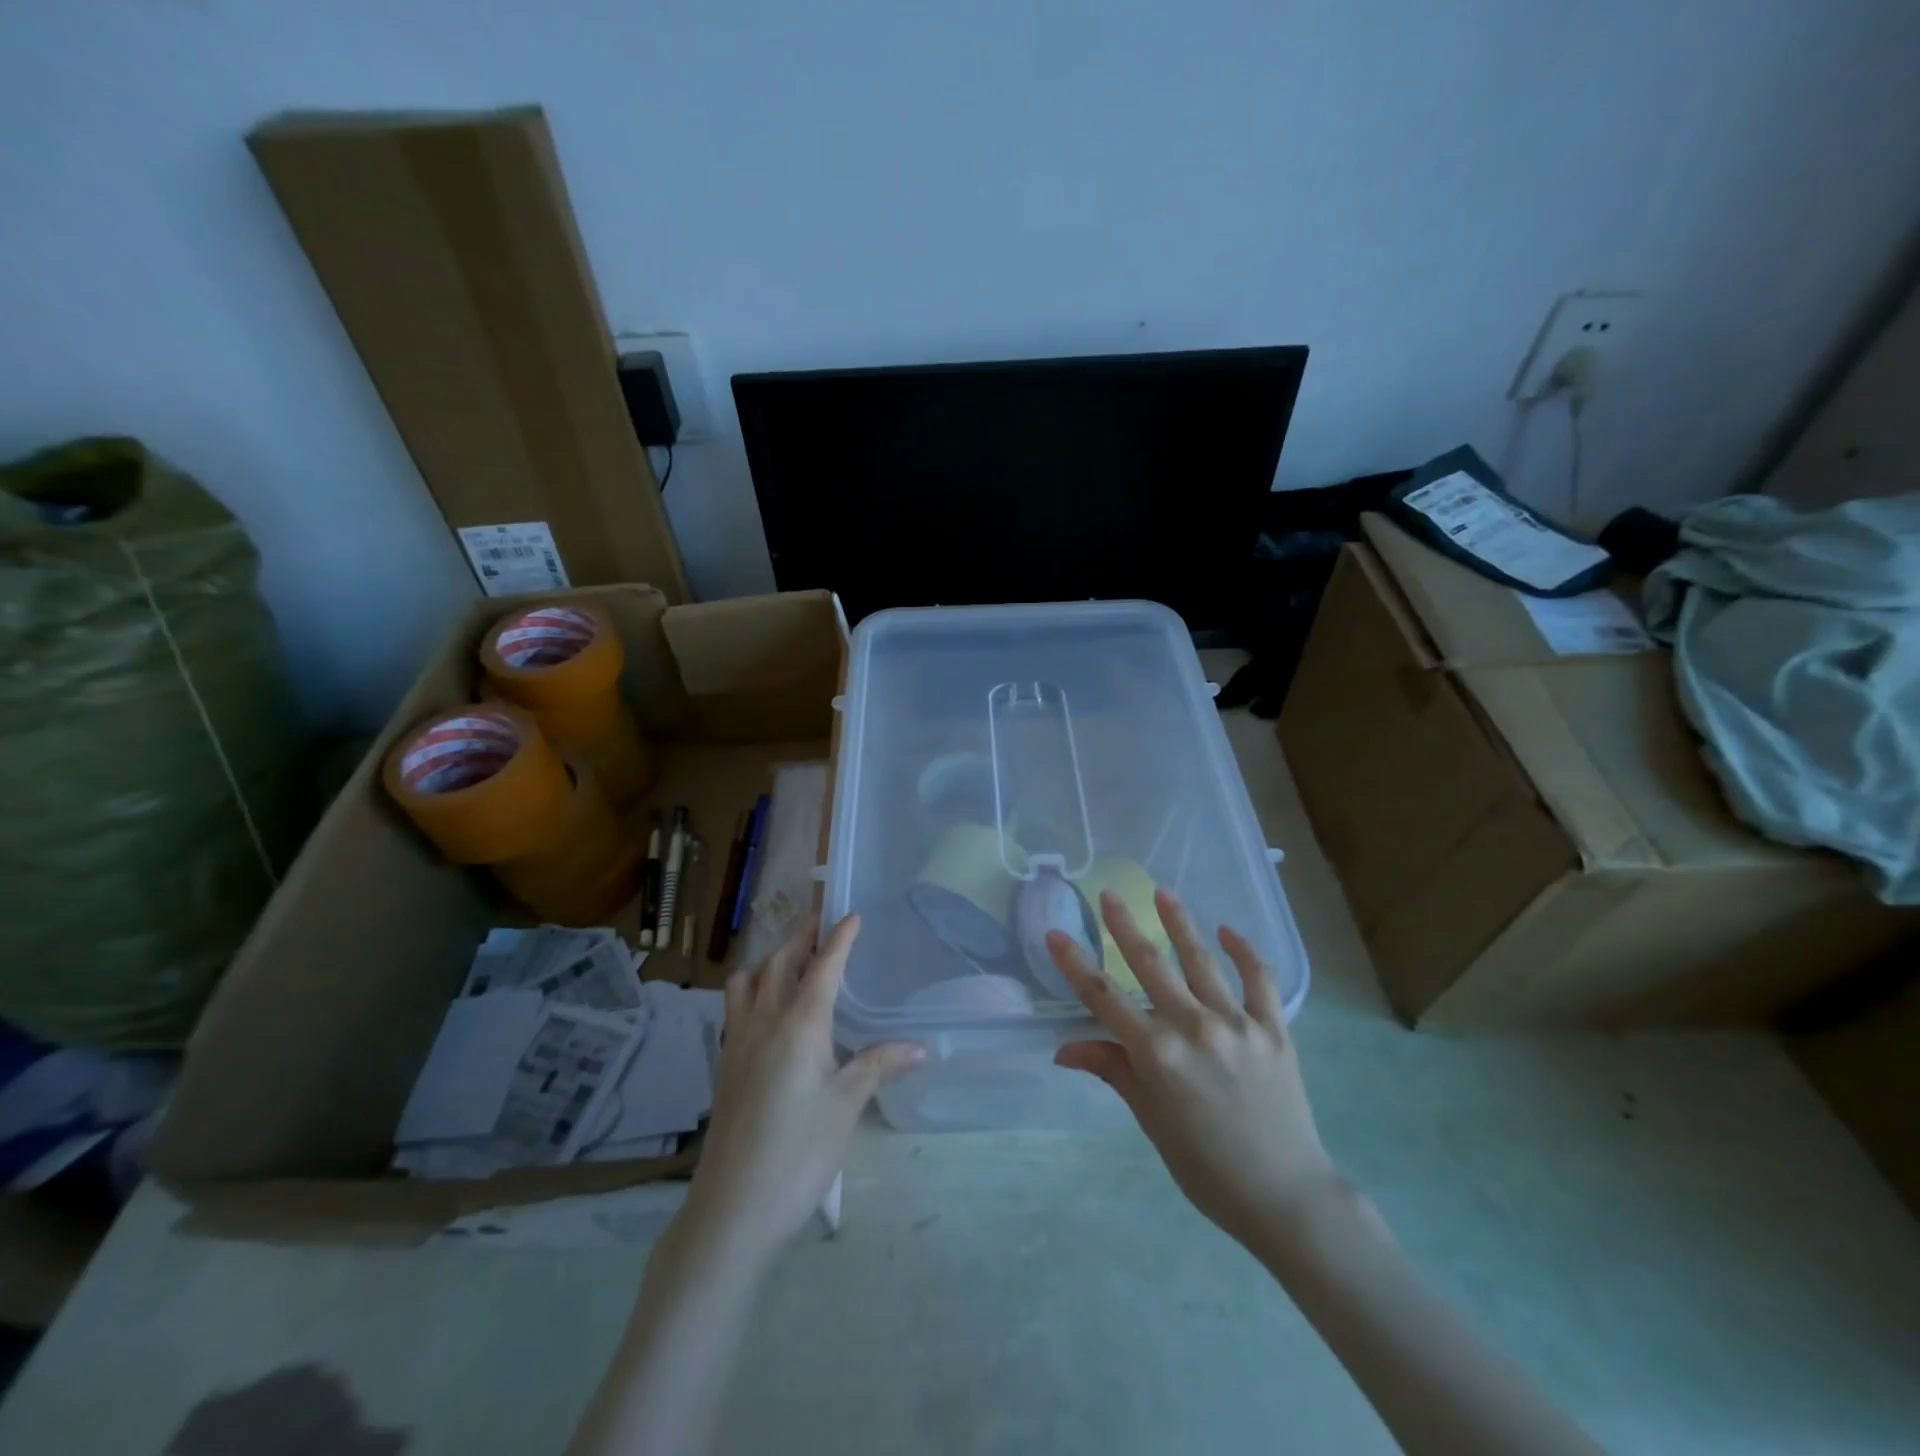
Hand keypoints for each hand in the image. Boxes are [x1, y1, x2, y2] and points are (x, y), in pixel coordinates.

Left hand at [683, 915, 922, 1262]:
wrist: (733, 1208)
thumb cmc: (799, 1151)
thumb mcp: (847, 1105)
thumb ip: (879, 1065)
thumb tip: (919, 1047)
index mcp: (800, 1023)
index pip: (823, 966)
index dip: (839, 938)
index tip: (851, 914)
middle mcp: (764, 1021)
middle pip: (780, 962)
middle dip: (802, 936)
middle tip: (822, 922)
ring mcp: (738, 1042)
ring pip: (748, 980)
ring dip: (770, 959)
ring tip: (791, 959)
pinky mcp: (725, 1065)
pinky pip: (735, 1006)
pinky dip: (752, 987)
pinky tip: (766, 1008)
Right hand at [1047, 888, 1342, 1252]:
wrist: (1285, 1196)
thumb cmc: (1205, 1167)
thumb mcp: (1150, 1120)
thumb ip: (1113, 1071)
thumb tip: (1064, 1049)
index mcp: (1156, 1054)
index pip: (1103, 997)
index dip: (1074, 963)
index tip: (1055, 934)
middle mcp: (1193, 1028)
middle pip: (1149, 965)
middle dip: (1123, 926)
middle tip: (1108, 894)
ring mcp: (1237, 1024)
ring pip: (1201, 960)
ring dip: (1179, 923)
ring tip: (1163, 892)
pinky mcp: (1274, 1028)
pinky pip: (1259, 979)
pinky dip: (1244, 952)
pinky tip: (1228, 931)